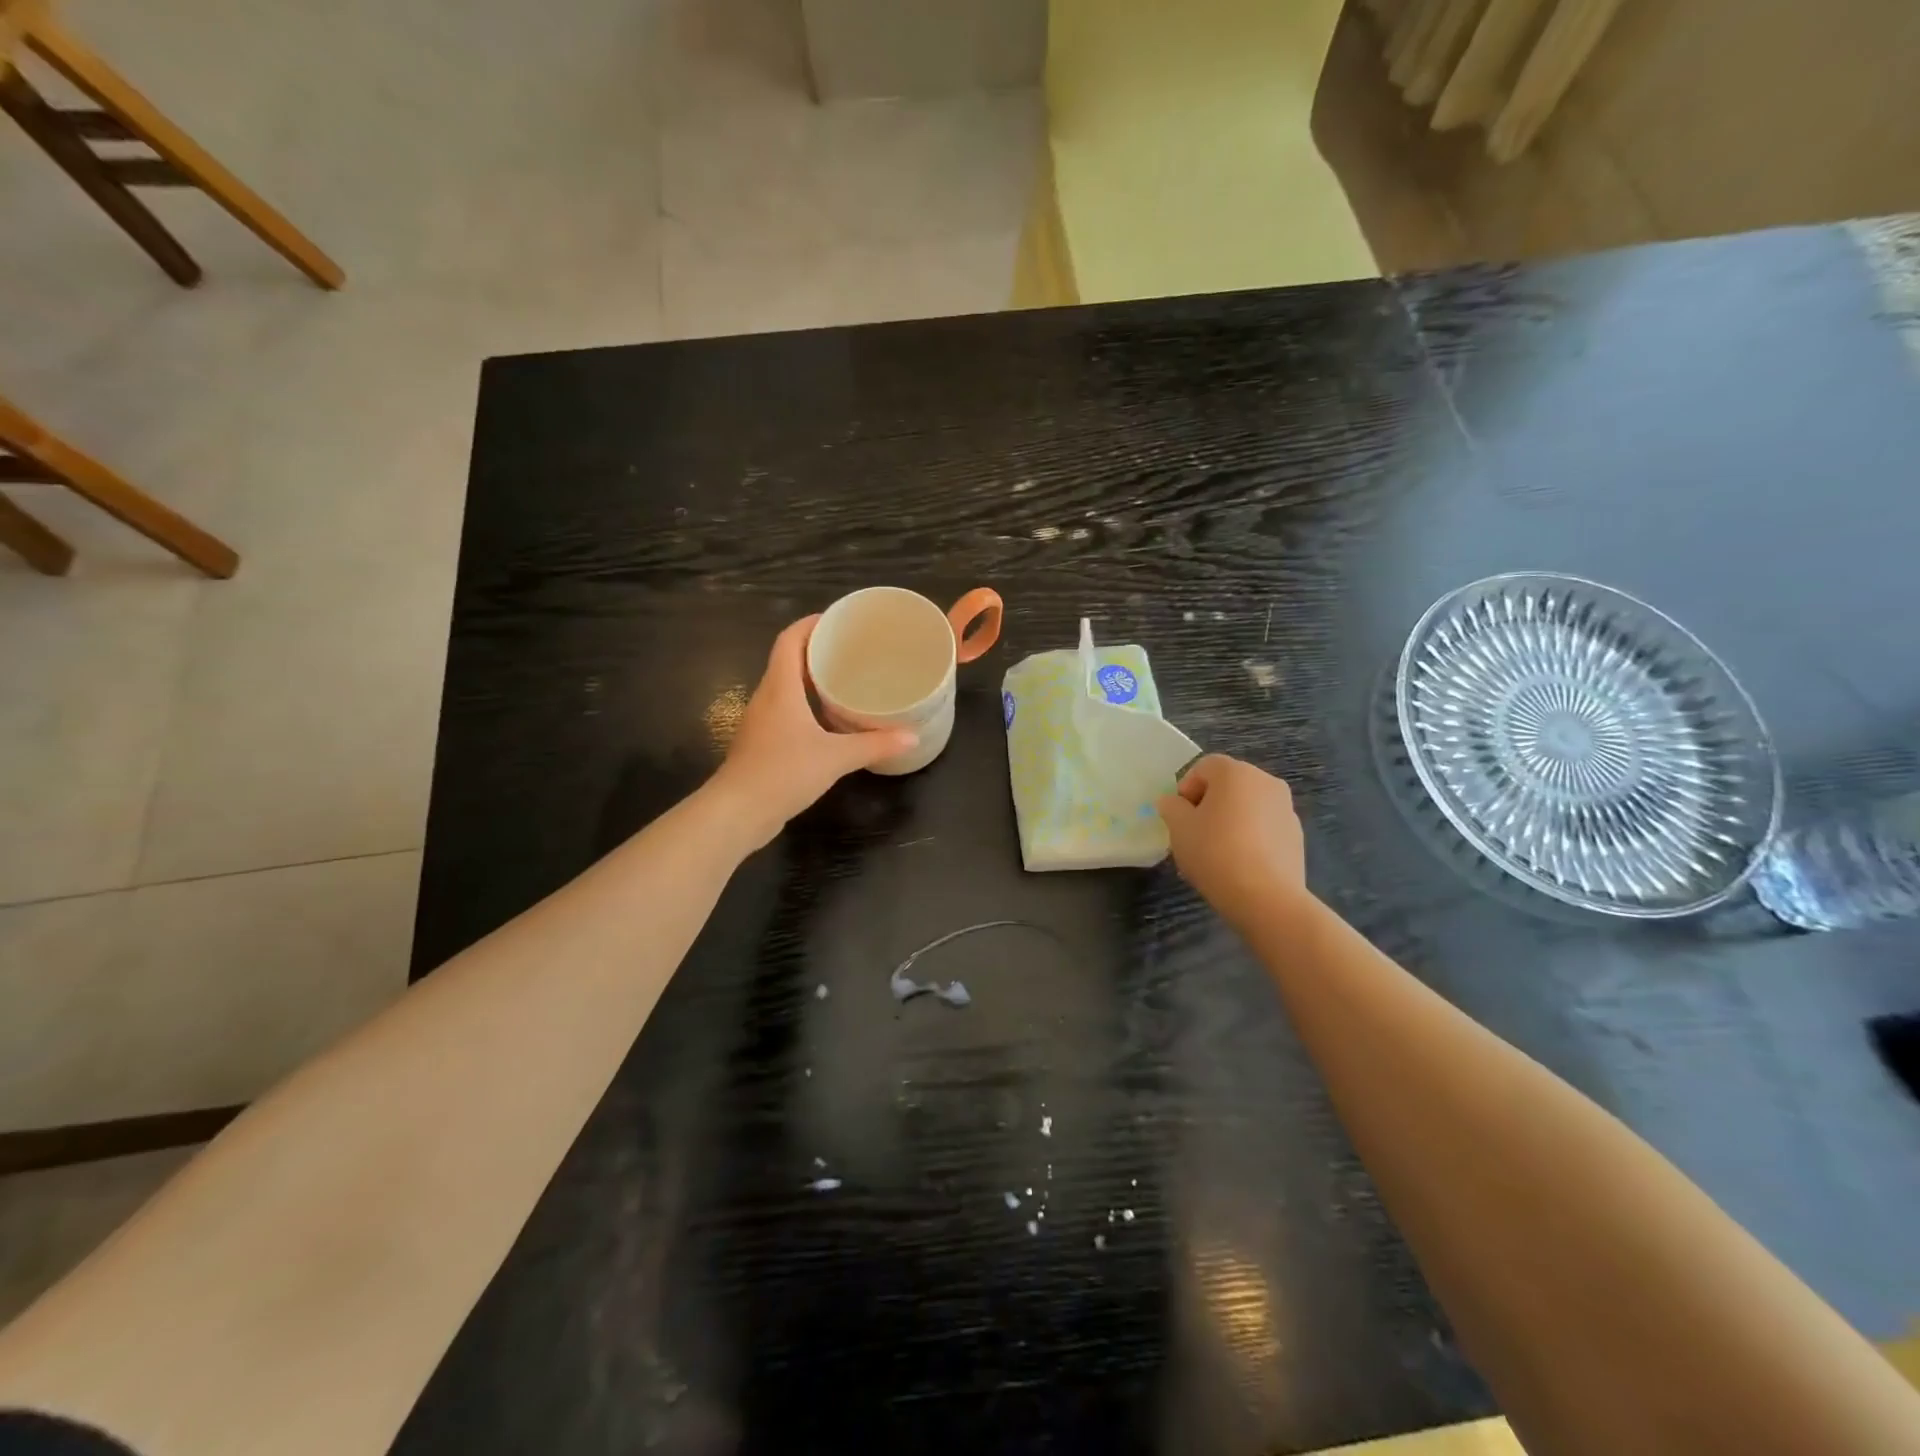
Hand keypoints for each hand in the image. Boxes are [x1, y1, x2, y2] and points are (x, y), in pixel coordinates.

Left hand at [712, 615, 916, 846]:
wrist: (737, 813)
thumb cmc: (783, 773)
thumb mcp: (835, 758)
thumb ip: (874, 745)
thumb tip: (912, 737)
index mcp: (780, 688)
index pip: (789, 640)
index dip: (810, 624)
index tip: (837, 620)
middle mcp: (767, 698)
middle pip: (788, 661)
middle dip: (817, 651)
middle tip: (852, 651)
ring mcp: (761, 722)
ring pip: (786, 689)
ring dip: (811, 680)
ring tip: (846, 682)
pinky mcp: (762, 745)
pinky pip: (786, 713)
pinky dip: (807, 707)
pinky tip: (830, 723)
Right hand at [1157, 755, 1308, 928]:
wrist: (1266, 897)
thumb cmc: (1215, 852)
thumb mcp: (1179, 828)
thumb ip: (1171, 807)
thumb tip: (1173, 802)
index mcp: (1235, 772)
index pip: (1204, 767)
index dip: (1186, 789)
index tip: (1179, 817)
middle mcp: (1265, 781)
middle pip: (1228, 785)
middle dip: (1208, 804)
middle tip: (1194, 834)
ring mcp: (1286, 808)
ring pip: (1247, 806)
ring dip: (1230, 820)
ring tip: (1217, 853)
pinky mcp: (1297, 835)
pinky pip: (1264, 827)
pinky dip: (1250, 837)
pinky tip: (1239, 864)